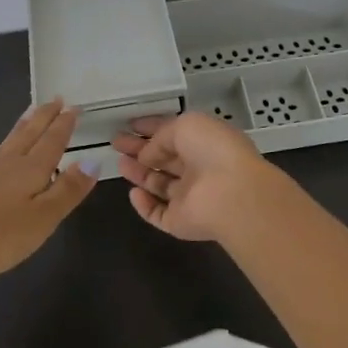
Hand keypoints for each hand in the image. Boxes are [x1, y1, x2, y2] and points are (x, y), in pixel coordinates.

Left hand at [0, 99, 98, 284]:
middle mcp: (4, 164)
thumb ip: (68, 189)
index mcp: (30, 170)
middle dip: (43, 117)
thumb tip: (92, 161)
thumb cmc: (0, 237)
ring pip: (1, 145)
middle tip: (54, 99)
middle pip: (28, 135)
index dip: (64, 125)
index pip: (52, 142)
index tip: (73, 107)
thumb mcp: (45, 218)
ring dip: (16, 130)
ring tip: (26, 116)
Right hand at [112, 110, 285, 244]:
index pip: (174, 134)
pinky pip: (158, 213)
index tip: (129, 125)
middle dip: (140, 150)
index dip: (152, 128)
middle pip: (165, 159)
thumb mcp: (185, 126)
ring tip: (119, 163)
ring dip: (140, 173)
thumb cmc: (212, 150)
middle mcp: (199, 169)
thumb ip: (161, 137)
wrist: (232, 194)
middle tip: (116, 142)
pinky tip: (133, 192)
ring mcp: (190, 197)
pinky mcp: (180, 222)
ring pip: (160, 185)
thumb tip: (147, 154)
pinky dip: (144, 204)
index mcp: (205, 142)